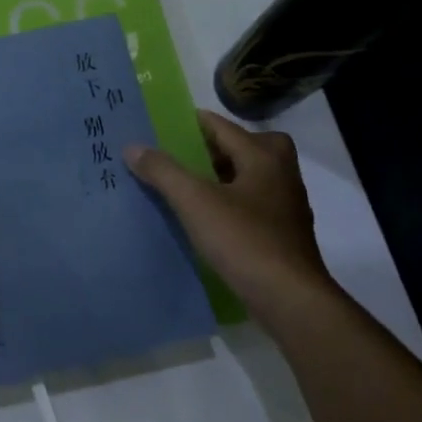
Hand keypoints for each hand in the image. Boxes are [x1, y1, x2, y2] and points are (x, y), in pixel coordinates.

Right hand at [124, 109, 333, 315]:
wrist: (288, 298)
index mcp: (264, 158)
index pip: (224, 127)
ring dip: (224, 176)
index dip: (194, 123)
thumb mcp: (195, 202)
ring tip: (189, 186)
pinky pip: (253, 204)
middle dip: (217, 148)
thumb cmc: (243, 240)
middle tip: (185, 155)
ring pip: (252, 177)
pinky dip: (231, 203)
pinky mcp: (283, 234)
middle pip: (248, 147)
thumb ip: (163, 171)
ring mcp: (286, 207)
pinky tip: (208, 219)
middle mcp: (281, 175)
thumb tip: (133, 146)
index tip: (165, 125)